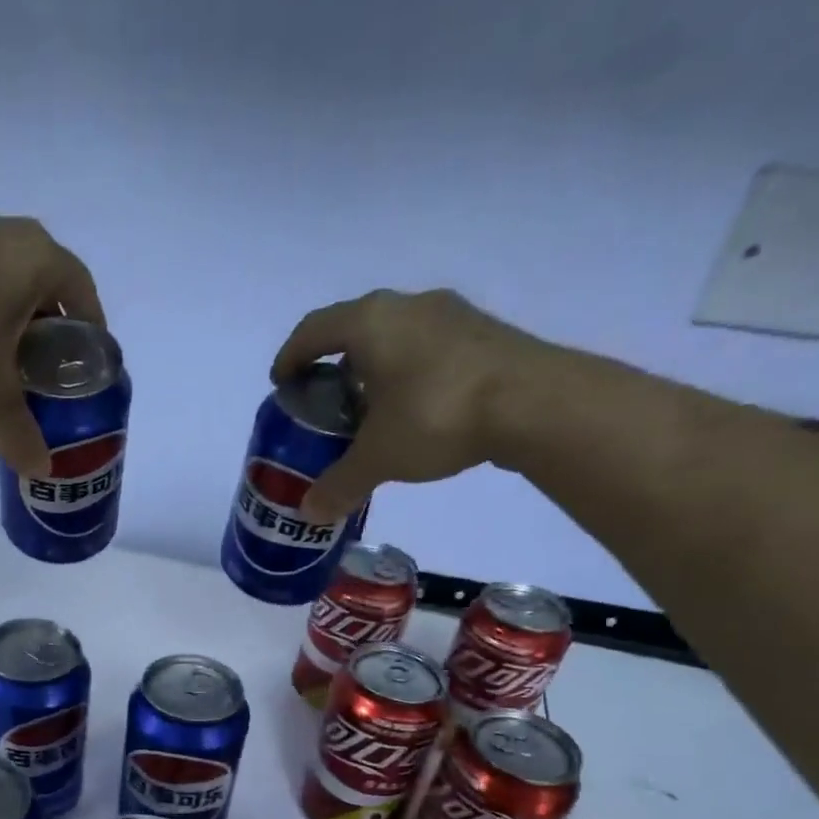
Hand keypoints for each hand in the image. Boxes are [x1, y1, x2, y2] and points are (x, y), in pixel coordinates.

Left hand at [0, 212, 104, 477]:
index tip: (86, 363)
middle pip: (47, 283)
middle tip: (50, 369)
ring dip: (16, 318)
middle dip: (53, 327)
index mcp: (37, 257)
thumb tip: (41, 471)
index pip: (84, 290)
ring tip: (10, 361)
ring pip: (9, 279)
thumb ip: (20, 429)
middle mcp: (8, 232)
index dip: (91, 329)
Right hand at [271, 289, 554, 523]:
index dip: (291, 357)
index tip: (282, 386)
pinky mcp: (482, 333)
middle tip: (325, 404)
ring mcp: (450, 314)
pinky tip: (414, 410)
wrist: (535, 403)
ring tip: (369, 411)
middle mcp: (406, 305)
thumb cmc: (437, 415)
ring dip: (374, 368)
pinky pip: (427, 347)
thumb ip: (339, 484)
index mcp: (369, 322)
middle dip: (333, 365)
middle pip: (354, 328)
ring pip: (395, 336)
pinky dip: (409, 373)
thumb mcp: (379, 457)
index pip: (313, 330)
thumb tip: (310, 513)